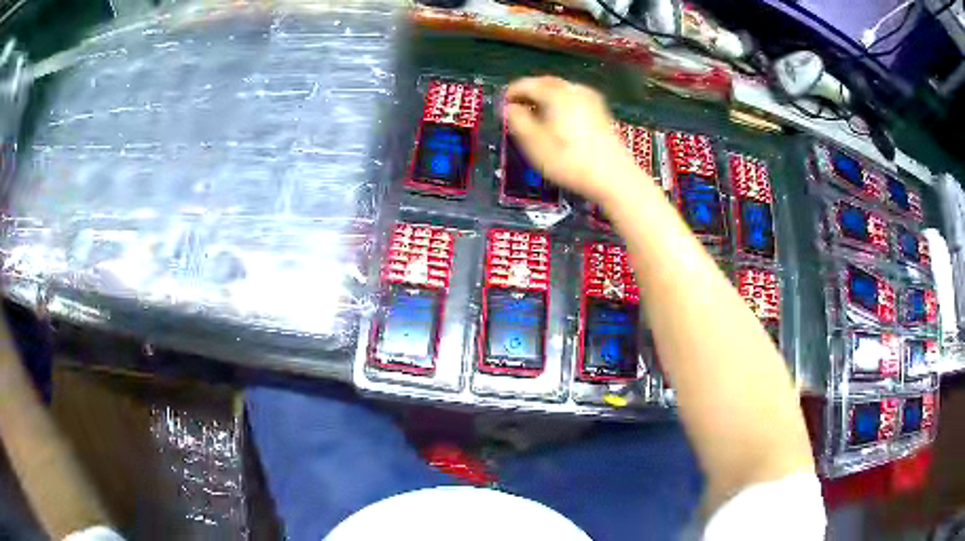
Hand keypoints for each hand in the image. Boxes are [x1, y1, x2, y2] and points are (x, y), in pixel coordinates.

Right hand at [505, 76, 644, 204]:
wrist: (614, 177)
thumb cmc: (569, 161)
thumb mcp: (534, 143)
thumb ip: (516, 120)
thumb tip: (509, 107)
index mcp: (556, 93)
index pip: (525, 84)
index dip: (510, 94)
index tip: (501, 107)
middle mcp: (574, 89)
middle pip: (544, 83)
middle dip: (528, 94)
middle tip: (516, 112)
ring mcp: (590, 98)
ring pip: (559, 91)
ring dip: (544, 99)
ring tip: (535, 118)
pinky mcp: (600, 111)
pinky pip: (572, 99)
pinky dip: (559, 104)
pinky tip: (557, 122)